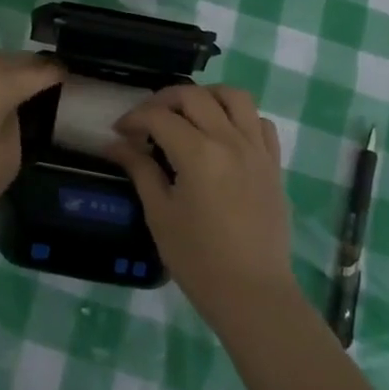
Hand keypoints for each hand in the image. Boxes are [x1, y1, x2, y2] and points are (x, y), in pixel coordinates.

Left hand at [0, 48, 64, 243]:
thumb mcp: (8, 159)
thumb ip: (16, 123)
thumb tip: (11, 109)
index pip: (37, 70)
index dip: (57, 73)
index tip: (70, 78)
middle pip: (9, 58)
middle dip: (30, 68)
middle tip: (45, 83)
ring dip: (2, 69)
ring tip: (14, 88)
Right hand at [106, 84, 297, 327]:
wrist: (253, 293)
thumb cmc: (198, 259)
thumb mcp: (160, 214)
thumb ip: (140, 170)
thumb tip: (115, 144)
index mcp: (198, 153)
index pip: (159, 117)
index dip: (134, 118)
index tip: (120, 132)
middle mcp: (230, 140)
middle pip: (194, 96)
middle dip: (164, 100)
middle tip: (147, 120)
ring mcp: (256, 149)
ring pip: (235, 97)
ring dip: (207, 96)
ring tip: (189, 114)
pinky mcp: (274, 164)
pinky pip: (261, 123)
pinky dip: (241, 118)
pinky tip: (225, 135)